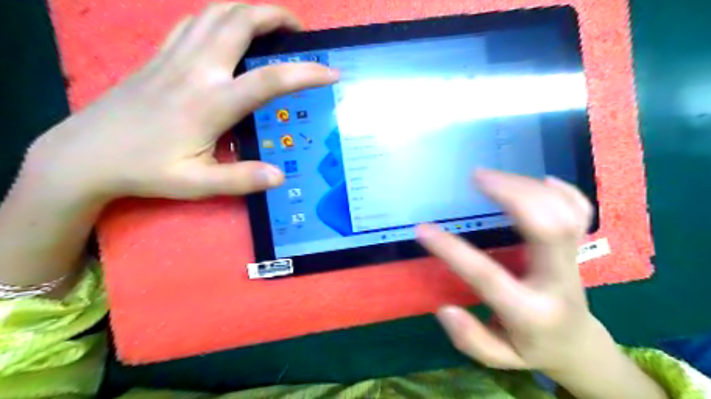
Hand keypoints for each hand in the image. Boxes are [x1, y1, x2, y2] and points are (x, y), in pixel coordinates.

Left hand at [25, 2, 336, 203]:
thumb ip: (241, 179)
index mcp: (211, 103)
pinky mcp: (159, 56)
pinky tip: (229, 30)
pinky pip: (193, 21)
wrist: (85, 154)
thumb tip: (280, 176)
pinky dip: (219, 16)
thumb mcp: (196, 184)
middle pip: (240, 22)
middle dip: (276, 17)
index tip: (330, 72)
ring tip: (271, 24)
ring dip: (249, 10)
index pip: (270, 80)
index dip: (306, 73)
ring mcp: (174, 57)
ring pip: (216, 12)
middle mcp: (196, 70)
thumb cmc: (145, 170)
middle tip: (299, 31)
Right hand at [418, 168, 594, 374]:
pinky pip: (580, 214)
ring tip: (493, 175)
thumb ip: (471, 338)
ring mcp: (574, 262)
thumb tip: (445, 309)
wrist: (577, 344)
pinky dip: (564, 192)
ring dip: (528, 187)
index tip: (422, 229)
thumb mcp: (498, 357)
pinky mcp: (579, 249)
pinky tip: (542, 179)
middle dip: (512, 195)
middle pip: (547, 228)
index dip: (452, 251)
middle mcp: (557, 281)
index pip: (488, 276)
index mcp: (531, 312)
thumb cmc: (531, 348)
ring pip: (564, 214)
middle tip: (476, 177)